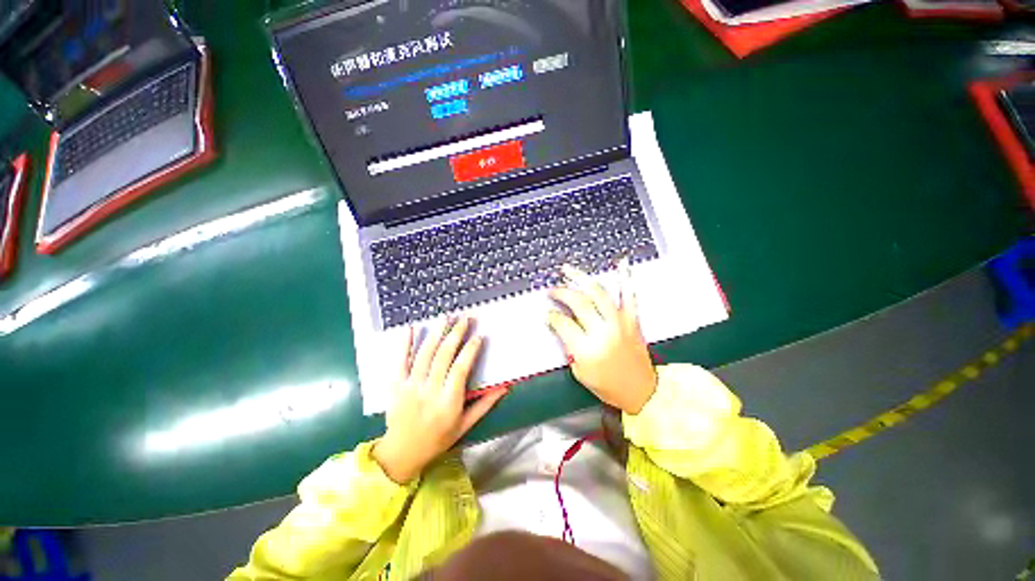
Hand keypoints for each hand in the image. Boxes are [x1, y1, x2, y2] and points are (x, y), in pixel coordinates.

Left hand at [373, 316, 506, 483]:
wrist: (402, 452)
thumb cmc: (438, 439)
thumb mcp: (465, 425)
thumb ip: (485, 404)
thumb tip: (506, 386)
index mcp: (448, 402)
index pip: (461, 369)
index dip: (470, 350)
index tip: (479, 336)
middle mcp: (429, 391)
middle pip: (443, 355)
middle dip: (456, 333)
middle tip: (466, 318)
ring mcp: (411, 386)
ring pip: (425, 354)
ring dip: (436, 332)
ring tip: (446, 316)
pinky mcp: (396, 385)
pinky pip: (400, 361)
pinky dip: (405, 343)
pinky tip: (412, 328)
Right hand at [546, 261, 657, 414]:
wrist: (642, 391)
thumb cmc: (608, 386)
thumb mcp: (579, 372)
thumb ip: (569, 346)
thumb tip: (561, 325)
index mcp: (587, 348)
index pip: (563, 323)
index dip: (552, 316)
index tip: (548, 313)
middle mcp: (603, 331)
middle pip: (578, 303)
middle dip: (561, 293)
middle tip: (551, 290)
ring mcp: (619, 322)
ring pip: (598, 293)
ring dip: (581, 278)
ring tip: (567, 270)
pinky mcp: (632, 319)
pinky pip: (628, 294)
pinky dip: (625, 277)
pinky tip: (621, 262)